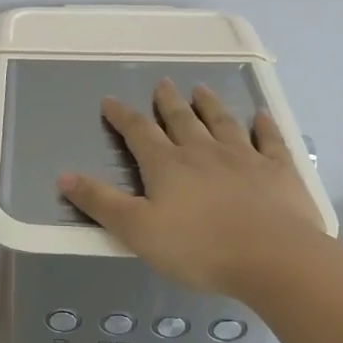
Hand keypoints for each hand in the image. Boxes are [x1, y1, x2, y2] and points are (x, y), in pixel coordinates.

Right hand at [59, 79, 329, 297]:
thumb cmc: (198, 248)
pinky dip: (263, 125)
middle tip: (163, 84)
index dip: (122, 116)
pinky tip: (261, 115)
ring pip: (223, 122)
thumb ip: (100, 202)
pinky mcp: (278, 170)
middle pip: (182, 120)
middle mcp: (203, 152)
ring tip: (202, 89)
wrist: (273, 258)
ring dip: (210, 105)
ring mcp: (244, 157)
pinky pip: (269, 140)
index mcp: (167, 165)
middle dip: (168, 102)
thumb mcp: (136, 230)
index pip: (139, 132)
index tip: (110, 101)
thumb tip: (63, 176)